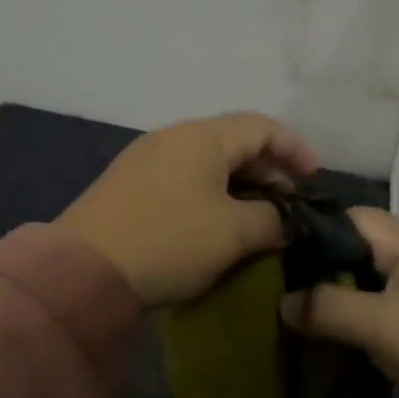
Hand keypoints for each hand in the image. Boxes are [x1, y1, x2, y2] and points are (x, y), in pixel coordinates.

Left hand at [56, 112, 319, 306]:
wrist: (82, 271)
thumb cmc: (170, 240)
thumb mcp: (233, 233)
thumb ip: (272, 221)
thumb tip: (285, 221)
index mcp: (202, 136)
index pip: (262, 126)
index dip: (294, 148)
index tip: (315, 177)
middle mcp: (173, 136)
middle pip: (234, 140)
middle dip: (268, 168)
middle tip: (289, 201)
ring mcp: (146, 159)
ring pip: (207, 161)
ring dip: (239, 183)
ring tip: (257, 215)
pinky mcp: (128, 185)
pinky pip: (184, 177)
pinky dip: (211, 192)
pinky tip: (216, 222)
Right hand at [280, 206, 398, 397]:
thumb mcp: (378, 327)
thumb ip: (327, 307)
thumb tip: (282, 302)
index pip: (354, 217)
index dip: (317, 231)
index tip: (282, 253)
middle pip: (361, 242)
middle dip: (325, 261)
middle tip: (287, 282)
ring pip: (370, 271)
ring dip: (341, 286)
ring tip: (303, 304)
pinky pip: (383, 295)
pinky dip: (358, 304)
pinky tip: (335, 323)